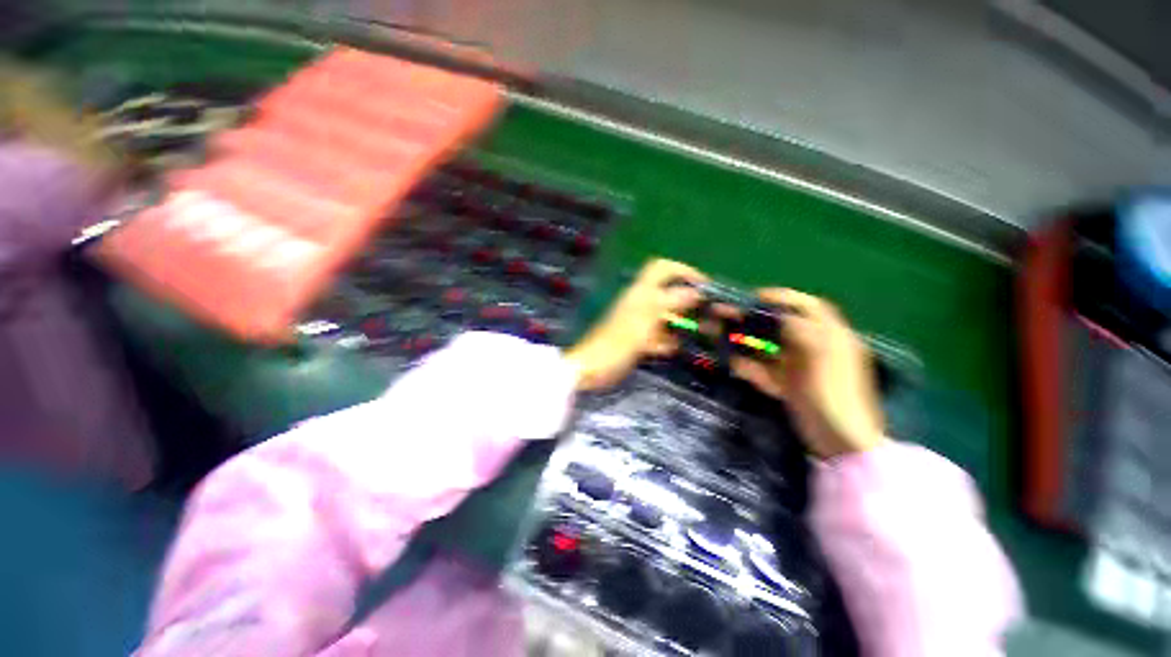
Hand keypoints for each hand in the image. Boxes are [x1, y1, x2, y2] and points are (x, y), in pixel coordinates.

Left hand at [565, 259, 705, 390]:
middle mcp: (641, 303)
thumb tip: (694, 291)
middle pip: (668, 294)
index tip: (704, 284)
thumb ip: (670, 303)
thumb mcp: (646, 319)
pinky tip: (673, 349)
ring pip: (665, 316)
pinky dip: (667, 341)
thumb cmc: (618, 341)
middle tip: (706, 313)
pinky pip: (658, 336)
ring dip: (680, 322)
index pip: (662, 269)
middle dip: (687, 301)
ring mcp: (639, 322)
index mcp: (640, 293)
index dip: (683, 270)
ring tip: (699, 333)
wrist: (594, 368)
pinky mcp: (637, 340)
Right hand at [731, 289, 885, 458]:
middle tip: (730, 316)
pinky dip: (749, 367)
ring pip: (769, 348)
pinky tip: (733, 365)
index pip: (807, 306)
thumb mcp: (820, 356)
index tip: (754, 297)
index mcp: (830, 336)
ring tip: (723, 337)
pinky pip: (764, 371)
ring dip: (747, 342)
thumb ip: (801, 330)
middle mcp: (814, 348)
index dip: (782, 297)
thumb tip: (779, 315)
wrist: (841, 443)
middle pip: (781, 326)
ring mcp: (800, 368)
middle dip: (755, 320)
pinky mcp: (788, 386)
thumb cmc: (834, 395)